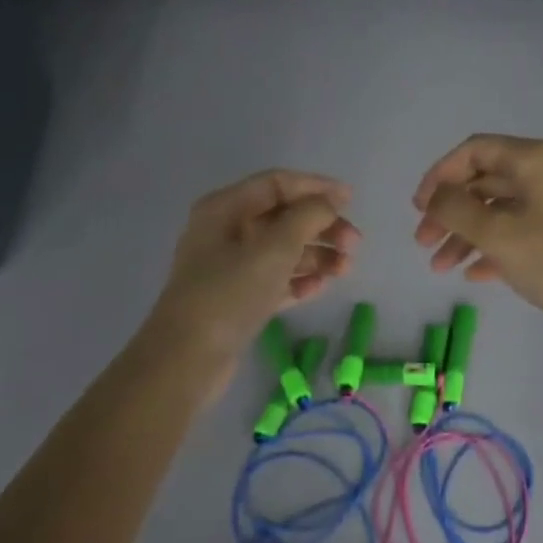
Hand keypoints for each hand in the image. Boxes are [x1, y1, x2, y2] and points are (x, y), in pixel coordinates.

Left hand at [147, 169, 360, 381]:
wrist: (187, 358)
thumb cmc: (230, 293)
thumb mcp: (274, 248)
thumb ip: (307, 217)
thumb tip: (328, 203)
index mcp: (225, 208)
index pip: (276, 184)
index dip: (315, 187)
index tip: (351, 199)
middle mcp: (225, 231)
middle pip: (283, 217)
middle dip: (321, 227)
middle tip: (354, 244)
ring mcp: (230, 267)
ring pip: (282, 250)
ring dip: (316, 255)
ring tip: (345, 269)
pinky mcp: (237, 299)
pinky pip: (275, 279)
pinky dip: (299, 280)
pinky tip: (321, 287)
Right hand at [413, 135, 542, 329]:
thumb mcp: (497, 234)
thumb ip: (455, 209)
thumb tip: (436, 196)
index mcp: (535, 160)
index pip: (474, 151)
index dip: (439, 175)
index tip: (418, 208)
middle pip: (485, 182)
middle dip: (449, 213)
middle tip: (423, 242)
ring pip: (501, 210)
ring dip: (466, 235)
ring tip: (441, 268)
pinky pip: (521, 230)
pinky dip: (495, 247)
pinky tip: (474, 275)